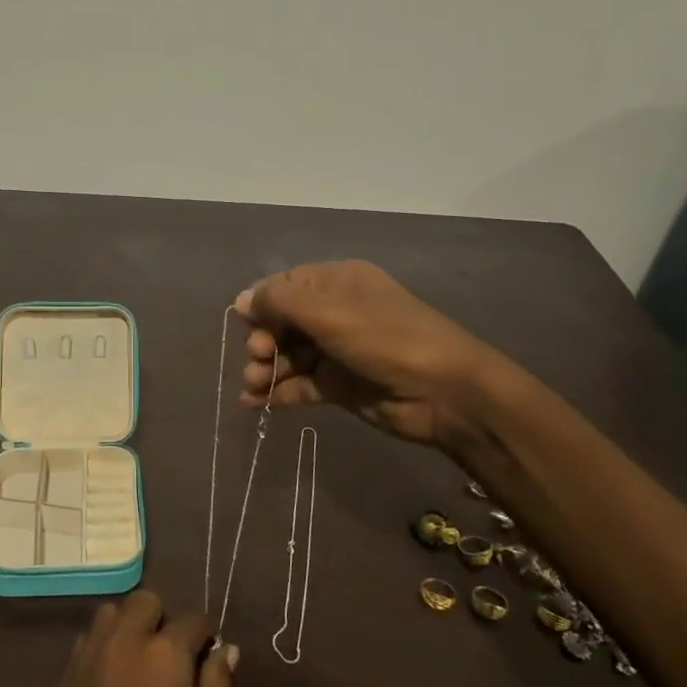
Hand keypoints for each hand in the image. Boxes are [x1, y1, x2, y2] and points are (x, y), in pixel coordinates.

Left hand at [30, 592, 235, 686]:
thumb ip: (217, 686)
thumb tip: (225, 649)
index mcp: (166, 654)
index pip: (192, 621)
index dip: (205, 634)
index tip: (208, 650)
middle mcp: (126, 640)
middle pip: (146, 602)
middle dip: (164, 619)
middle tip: (171, 654)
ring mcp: (92, 654)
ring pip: (112, 613)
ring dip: (129, 625)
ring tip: (139, 660)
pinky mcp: (68, 673)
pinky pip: (89, 639)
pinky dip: (104, 645)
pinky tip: (112, 678)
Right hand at [236, 260, 502, 447]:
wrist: (445, 393)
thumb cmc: (387, 340)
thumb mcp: (330, 312)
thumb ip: (280, 303)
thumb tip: (241, 300)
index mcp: (337, 283)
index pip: (283, 287)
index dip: (261, 306)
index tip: (247, 327)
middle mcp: (335, 312)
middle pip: (282, 323)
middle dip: (262, 341)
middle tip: (259, 360)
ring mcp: (338, 350)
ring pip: (288, 355)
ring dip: (266, 369)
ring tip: (254, 387)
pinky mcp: (340, 385)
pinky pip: (300, 384)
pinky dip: (278, 392)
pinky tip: (256, 404)